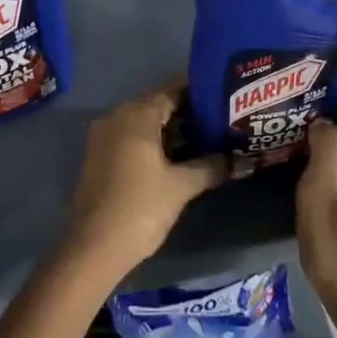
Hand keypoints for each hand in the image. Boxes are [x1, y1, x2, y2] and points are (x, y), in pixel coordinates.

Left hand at [62, 85, 227, 281]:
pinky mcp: (100, 156)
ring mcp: (104, 136)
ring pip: (145, 124)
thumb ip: (212, 167)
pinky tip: (179, 158)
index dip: (200, 94)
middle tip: (222, 122)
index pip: (173, 91)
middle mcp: (116, 116)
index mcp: (136, 114)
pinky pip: (132, 138)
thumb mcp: (182, 186)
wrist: (94, 247)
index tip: (226, 99)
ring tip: (207, 140)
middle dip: (189, 113)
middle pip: (158, 105)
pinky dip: (154, 143)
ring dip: (172, 131)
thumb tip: (241, 160)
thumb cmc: (140, 207)